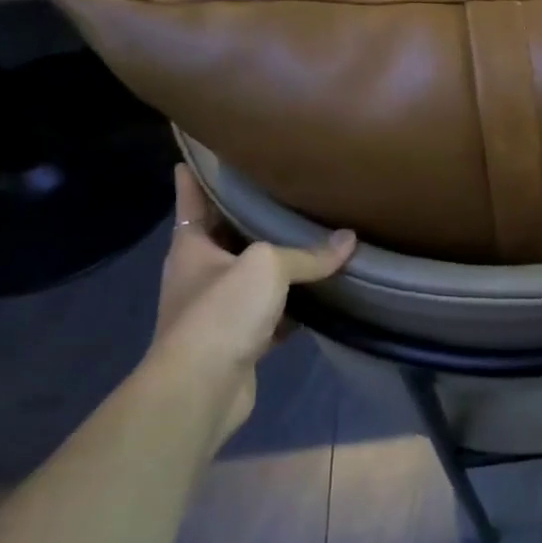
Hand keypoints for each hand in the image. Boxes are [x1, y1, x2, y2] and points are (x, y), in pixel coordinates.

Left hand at [148, 166, 354, 440]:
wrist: (202, 388)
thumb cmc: (222, 313)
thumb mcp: (267, 267)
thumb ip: (308, 253)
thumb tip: (350, 241)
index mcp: (191, 247)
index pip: (191, 200)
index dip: (195, 177)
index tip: (198, 154)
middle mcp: (199, 275)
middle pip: (226, 238)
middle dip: (248, 219)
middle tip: (282, 192)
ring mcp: (217, 311)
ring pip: (251, 278)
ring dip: (276, 266)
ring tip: (309, 240)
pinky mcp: (238, 341)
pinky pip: (270, 314)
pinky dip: (291, 307)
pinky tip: (318, 298)